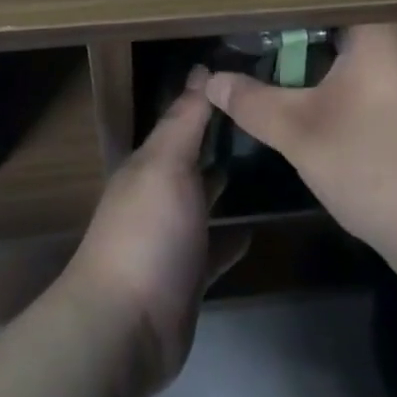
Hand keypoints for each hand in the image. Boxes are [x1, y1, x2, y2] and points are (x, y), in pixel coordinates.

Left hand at [59, 89, 243, 392]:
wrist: (126, 327)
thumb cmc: (148, 232)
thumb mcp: (167, 165)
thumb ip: (185, 120)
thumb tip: (201, 69)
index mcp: (149, 163)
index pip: (182, 119)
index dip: (210, 97)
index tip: (249, 77)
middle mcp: (158, 195)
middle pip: (193, 158)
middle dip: (222, 138)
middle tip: (268, 118)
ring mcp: (172, 238)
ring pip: (204, 201)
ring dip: (226, 184)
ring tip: (270, 165)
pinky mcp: (188, 277)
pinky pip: (215, 248)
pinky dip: (232, 237)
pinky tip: (257, 227)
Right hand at [194, 23, 396, 262]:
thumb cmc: (373, 165)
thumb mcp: (299, 132)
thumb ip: (252, 102)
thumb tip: (211, 80)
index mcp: (375, 33)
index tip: (249, 4)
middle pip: (335, 24)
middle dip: (292, 33)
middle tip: (249, 36)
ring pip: (349, 55)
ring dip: (312, 62)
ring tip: (269, 63)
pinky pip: (364, 80)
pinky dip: (334, 84)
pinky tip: (308, 101)